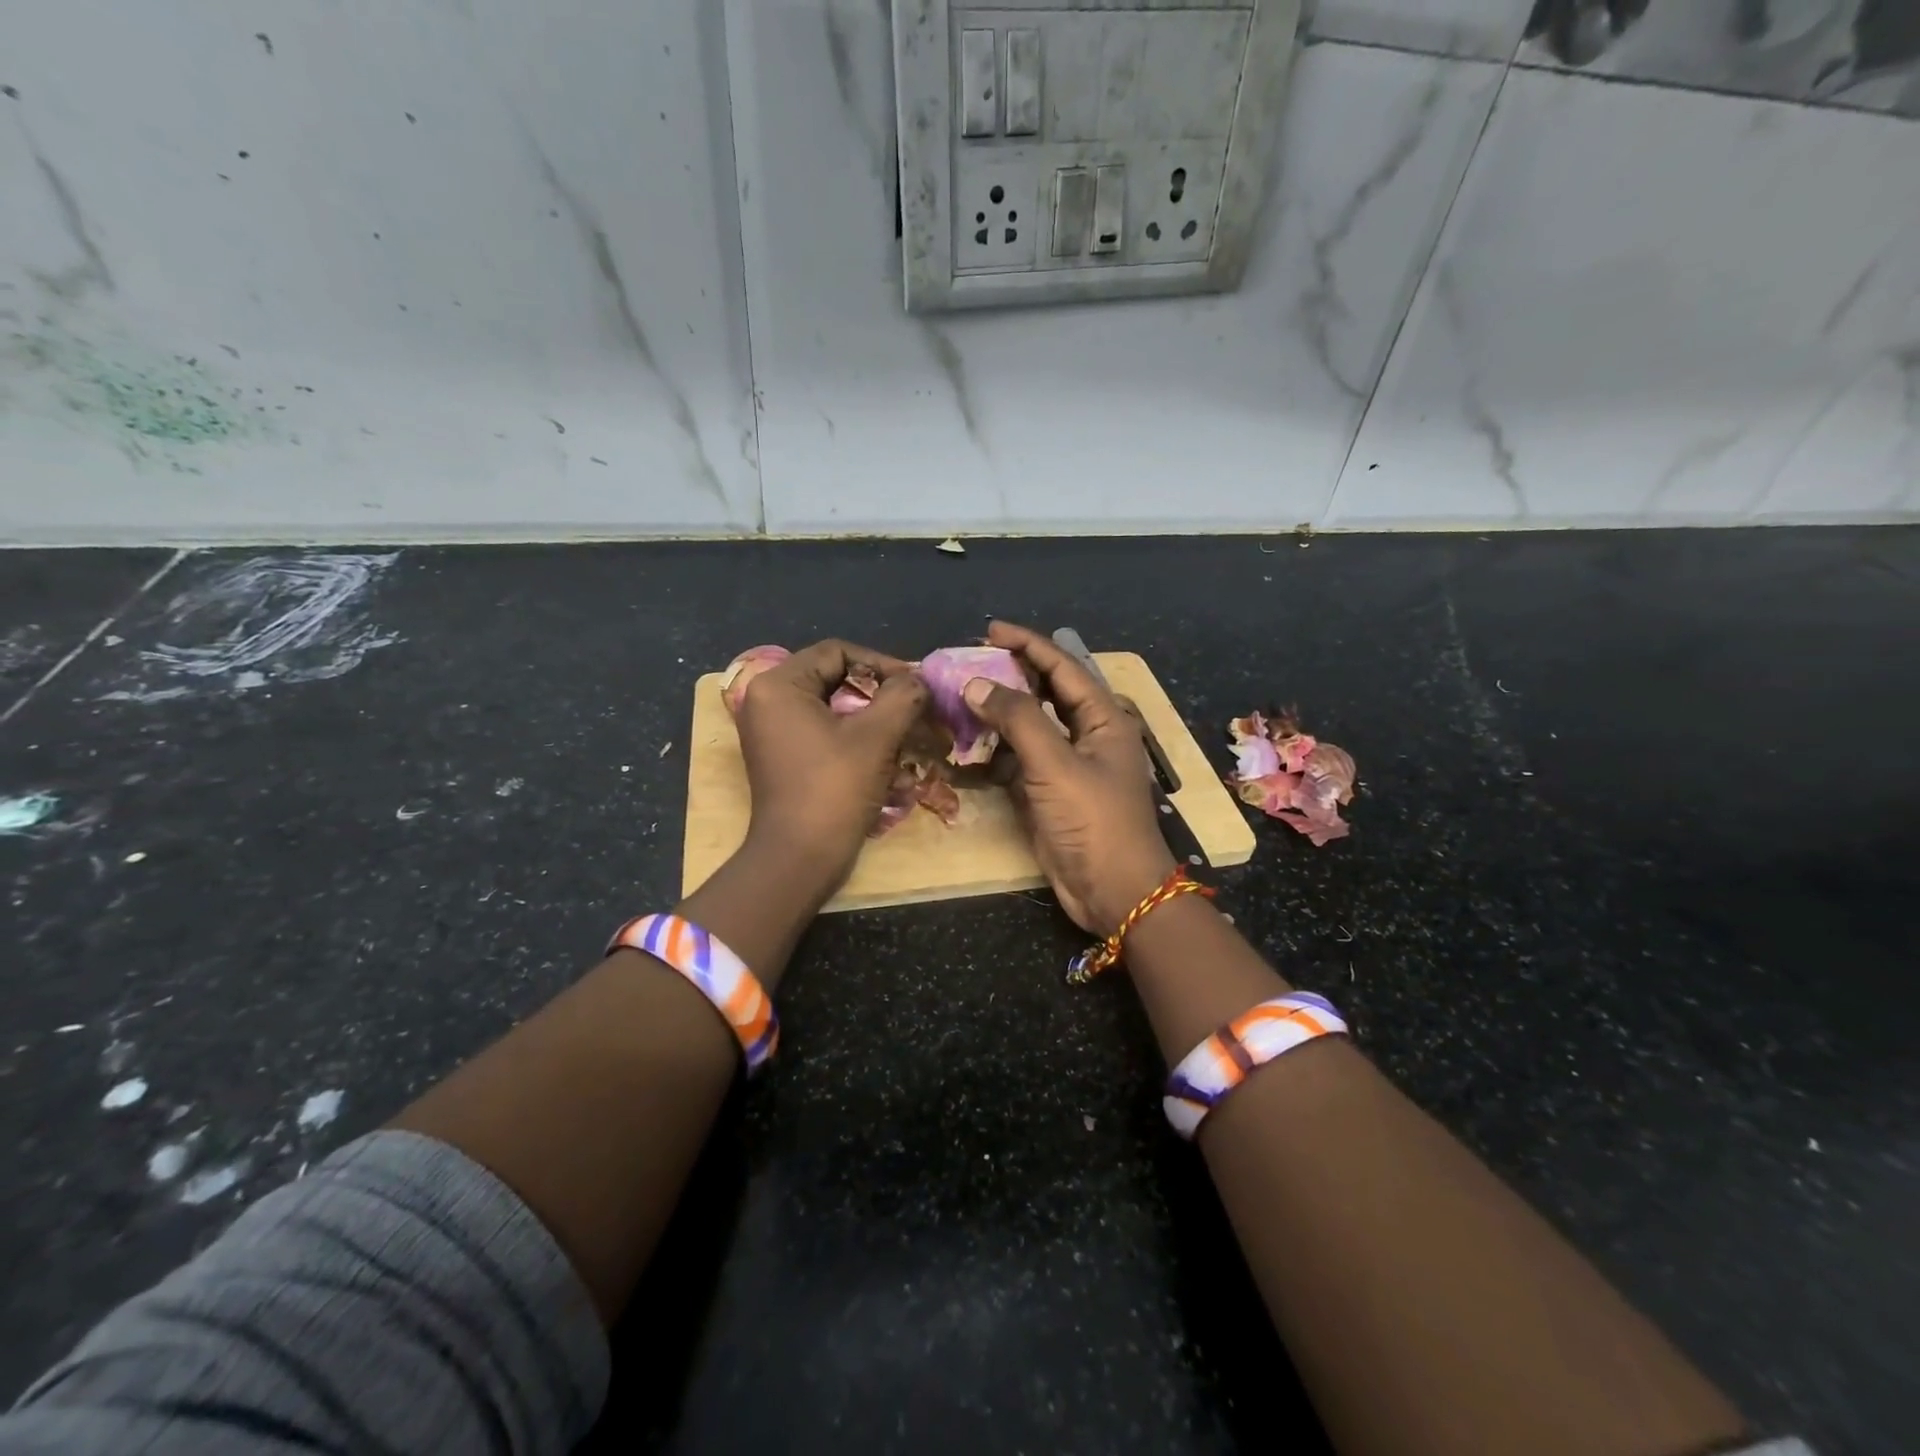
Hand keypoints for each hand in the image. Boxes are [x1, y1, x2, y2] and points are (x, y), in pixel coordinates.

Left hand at [735, 639, 929, 899]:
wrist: (799, 859)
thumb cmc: (834, 789)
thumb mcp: (876, 736)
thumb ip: (902, 696)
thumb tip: (918, 681)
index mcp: (778, 686)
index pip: (837, 652)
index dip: (881, 663)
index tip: (914, 685)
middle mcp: (768, 702)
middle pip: (835, 679)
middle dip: (880, 695)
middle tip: (915, 708)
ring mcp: (773, 732)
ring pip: (834, 709)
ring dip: (874, 719)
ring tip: (909, 734)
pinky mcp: (784, 757)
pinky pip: (825, 733)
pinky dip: (857, 740)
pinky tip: (888, 759)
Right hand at [962, 621, 1174, 934]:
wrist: (1112, 891)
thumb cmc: (1094, 820)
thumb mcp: (1056, 764)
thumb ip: (1017, 720)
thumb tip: (976, 684)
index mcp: (1103, 718)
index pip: (1063, 667)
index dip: (1028, 644)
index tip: (989, 630)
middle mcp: (1087, 735)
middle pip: (1046, 693)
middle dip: (1010, 675)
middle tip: (968, 662)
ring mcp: (1067, 766)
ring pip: (1029, 727)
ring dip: (997, 713)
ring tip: (959, 697)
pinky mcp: (1049, 793)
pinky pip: (1018, 760)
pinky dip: (994, 751)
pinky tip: (966, 743)